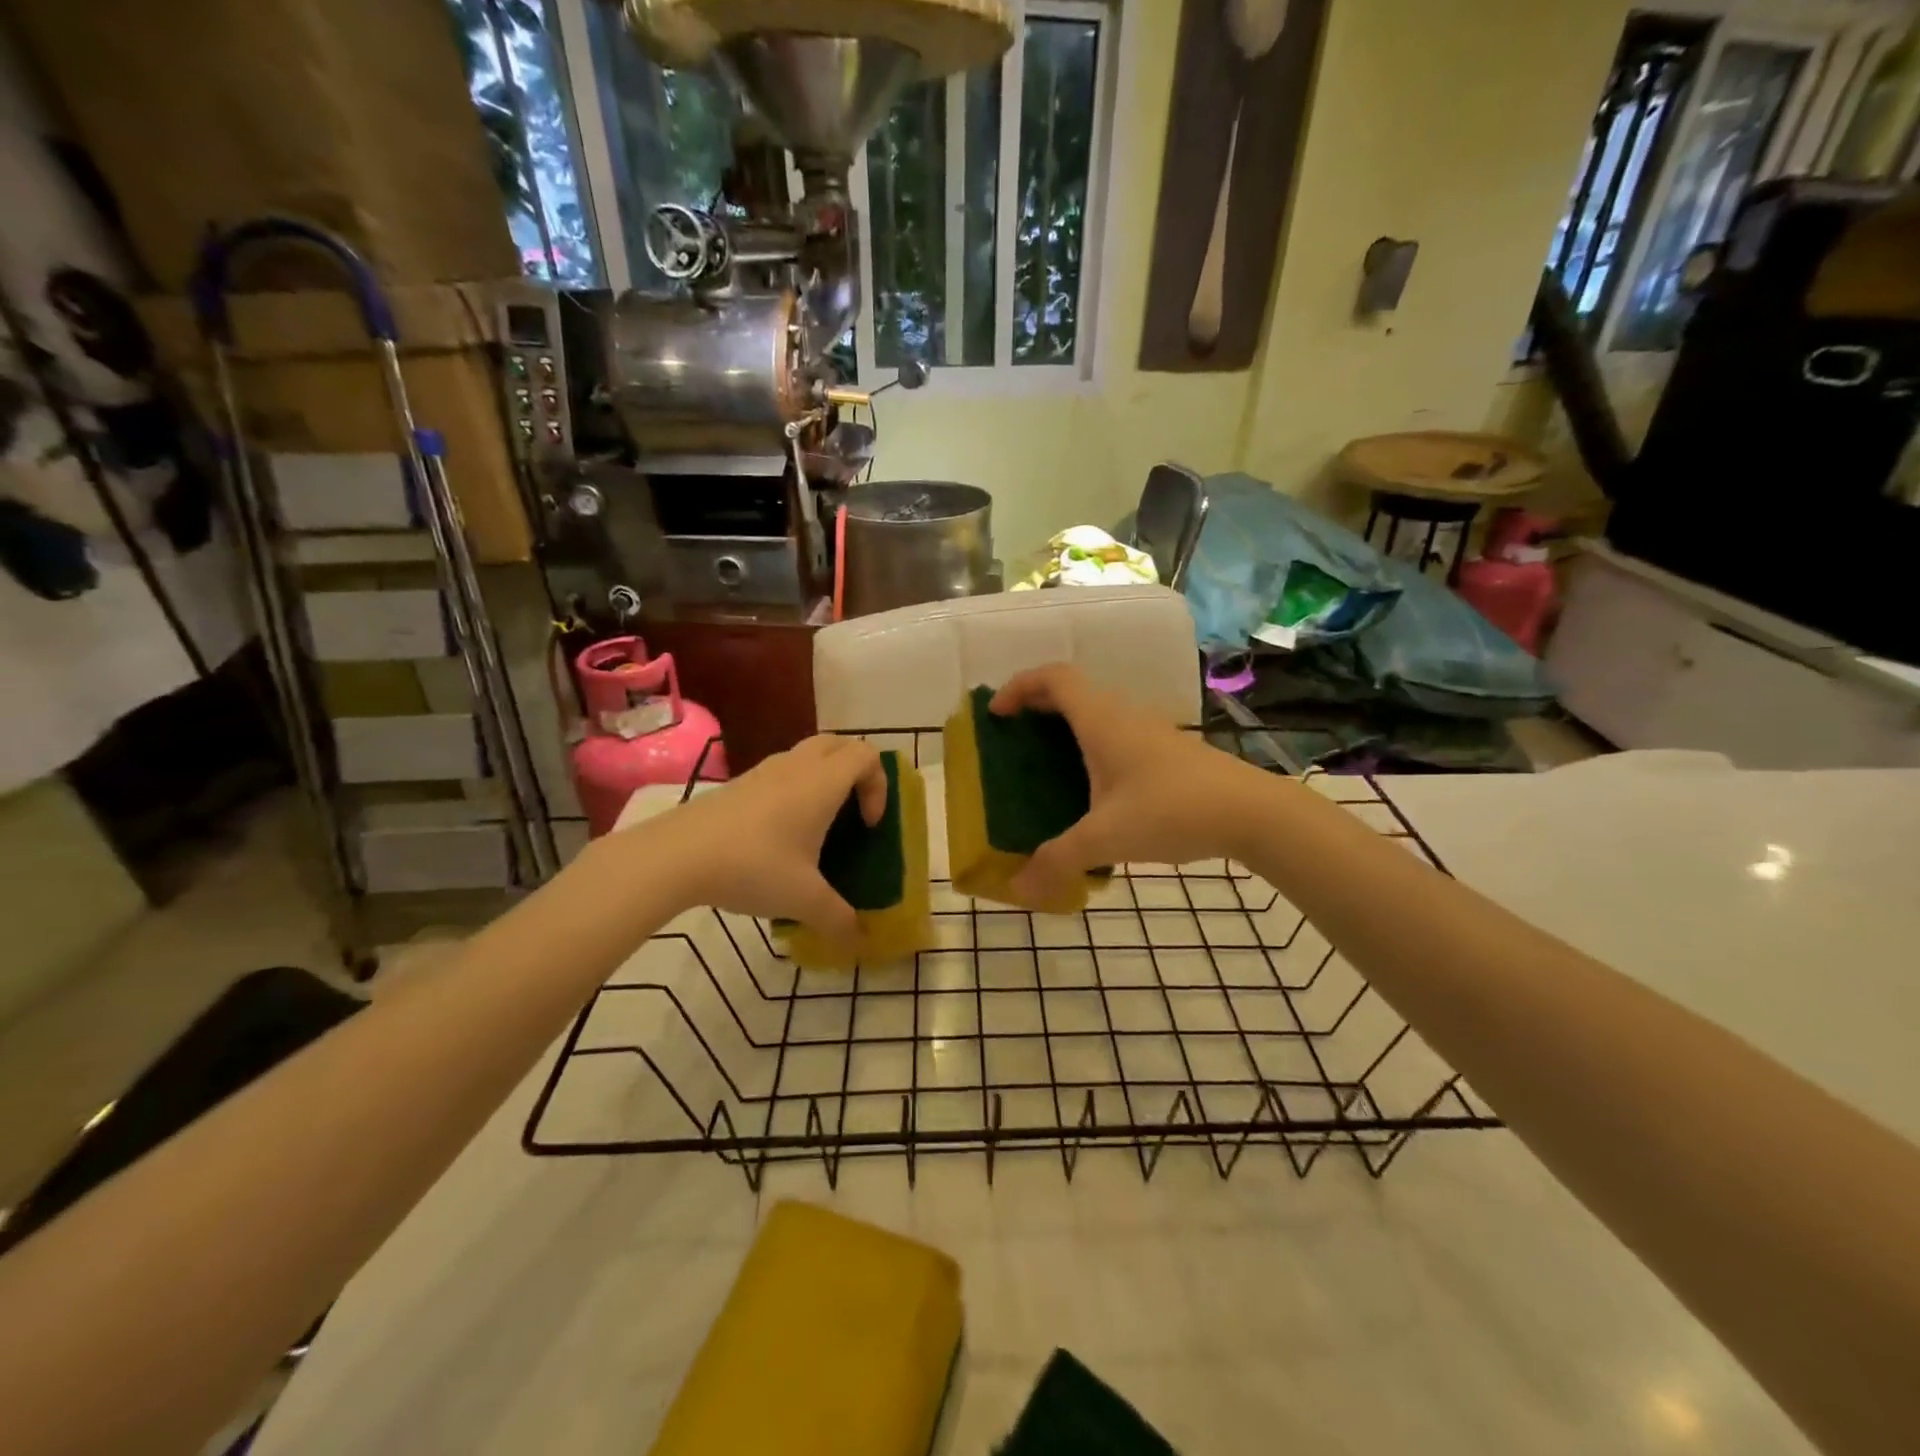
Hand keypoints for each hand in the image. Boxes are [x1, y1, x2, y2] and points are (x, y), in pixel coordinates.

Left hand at [659, 735, 886, 954]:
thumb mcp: (803, 899)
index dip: (879, 785)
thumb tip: (860, 939)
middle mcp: (797, 766)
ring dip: (823, 777)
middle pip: (838, 744)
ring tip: (818, 823)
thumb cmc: (753, 866)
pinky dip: (795, 787)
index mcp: (822, 783)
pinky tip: (780, 833)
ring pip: (807, 754)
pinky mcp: (739, 783)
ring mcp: (764, 770)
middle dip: (856, 771)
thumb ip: (838, 918)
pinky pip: (781, 771)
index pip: (866, 755)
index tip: (868, 825)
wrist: (676, 855)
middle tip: (853, 810)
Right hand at [991, 664, 1270, 905]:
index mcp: (1101, 721)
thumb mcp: (1106, 839)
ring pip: (1096, 715)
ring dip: (1065, 729)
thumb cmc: (1172, 810)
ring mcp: (1149, 732)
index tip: (996, 713)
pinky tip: (1091, 791)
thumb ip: (1058, 861)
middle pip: (1072, 692)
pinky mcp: (1167, 753)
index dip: (1019, 686)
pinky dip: (1091, 749)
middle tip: (1012, 740)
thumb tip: (1019, 889)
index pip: (1054, 677)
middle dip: (1036, 708)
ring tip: (1044, 766)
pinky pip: (1116, 736)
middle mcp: (1123, 716)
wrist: (1252, 813)